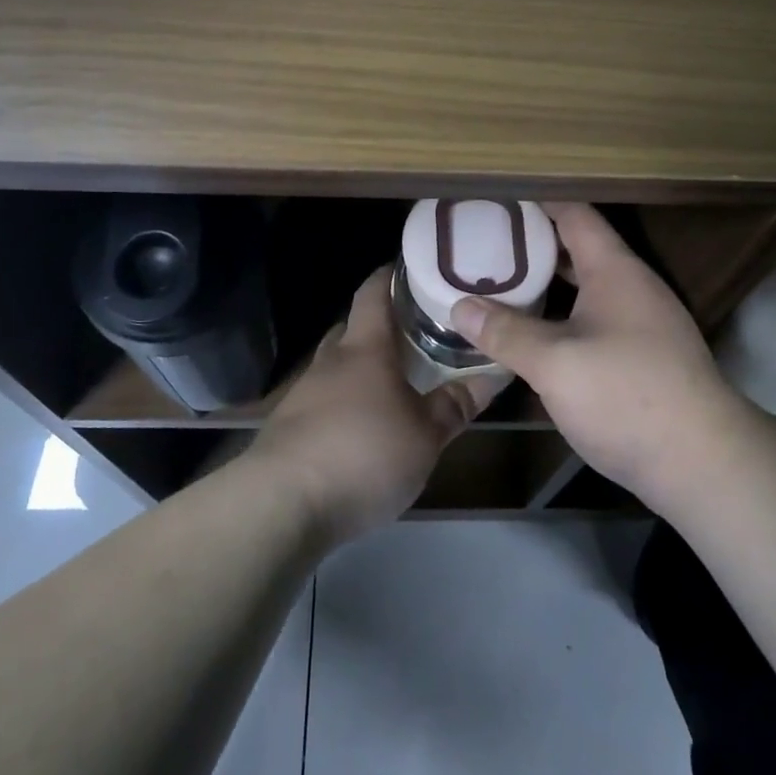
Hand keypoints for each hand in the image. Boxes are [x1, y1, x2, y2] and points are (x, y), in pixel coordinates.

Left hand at [249, 267, 497, 544]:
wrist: (281, 505)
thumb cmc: (363, 454)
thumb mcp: (425, 435)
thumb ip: (456, 403)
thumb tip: (494, 372)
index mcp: (364, 349)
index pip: (373, 293)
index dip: (390, 276)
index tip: (412, 269)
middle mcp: (330, 361)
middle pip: (352, 327)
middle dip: (380, 326)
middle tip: (415, 332)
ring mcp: (303, 393)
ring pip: (336, 366)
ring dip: (361, 368)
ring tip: (394, 381)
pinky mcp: (288, 428)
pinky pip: (322, 400)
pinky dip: (344, 401)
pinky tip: (362, 426)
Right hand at [449, 203, 747, 510]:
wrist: (702, 463)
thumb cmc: (626, 395)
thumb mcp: (555, 363)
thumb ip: (505, 332)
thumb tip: (458, 306)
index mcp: (614, 270)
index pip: (574, 213)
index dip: (536, 200)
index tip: (495, 198)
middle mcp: (630, 287)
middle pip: (576, 249)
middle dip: (531, 244)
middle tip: (482, 243)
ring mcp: (639, 323)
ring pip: (583, 289)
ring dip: (544, 284)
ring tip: (496, 283)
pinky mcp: (641, 358)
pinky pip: (591, 320)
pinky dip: (559, 317)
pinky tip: (531, 334)